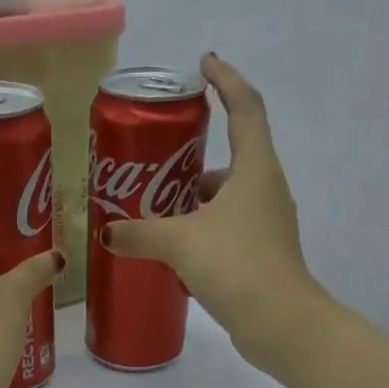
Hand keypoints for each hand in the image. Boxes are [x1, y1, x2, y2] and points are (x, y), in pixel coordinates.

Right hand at [104, 53, 331, 368]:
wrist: (280, 323)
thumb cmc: (236, 266)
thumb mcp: (180, 244)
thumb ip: (141, 234)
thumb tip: (108, 233)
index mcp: (255, 169)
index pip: (245, 107)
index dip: (226, 80)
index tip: (204, 64)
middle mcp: (267, 189)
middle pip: (233, 155)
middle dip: (194, 154)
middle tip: (157, 158)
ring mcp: (268, 223)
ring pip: (228, 196)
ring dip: (195, 197)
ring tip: (156, 207)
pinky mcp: (262, 253)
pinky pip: (228, 226)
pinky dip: (203, 227)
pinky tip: (175, 247)